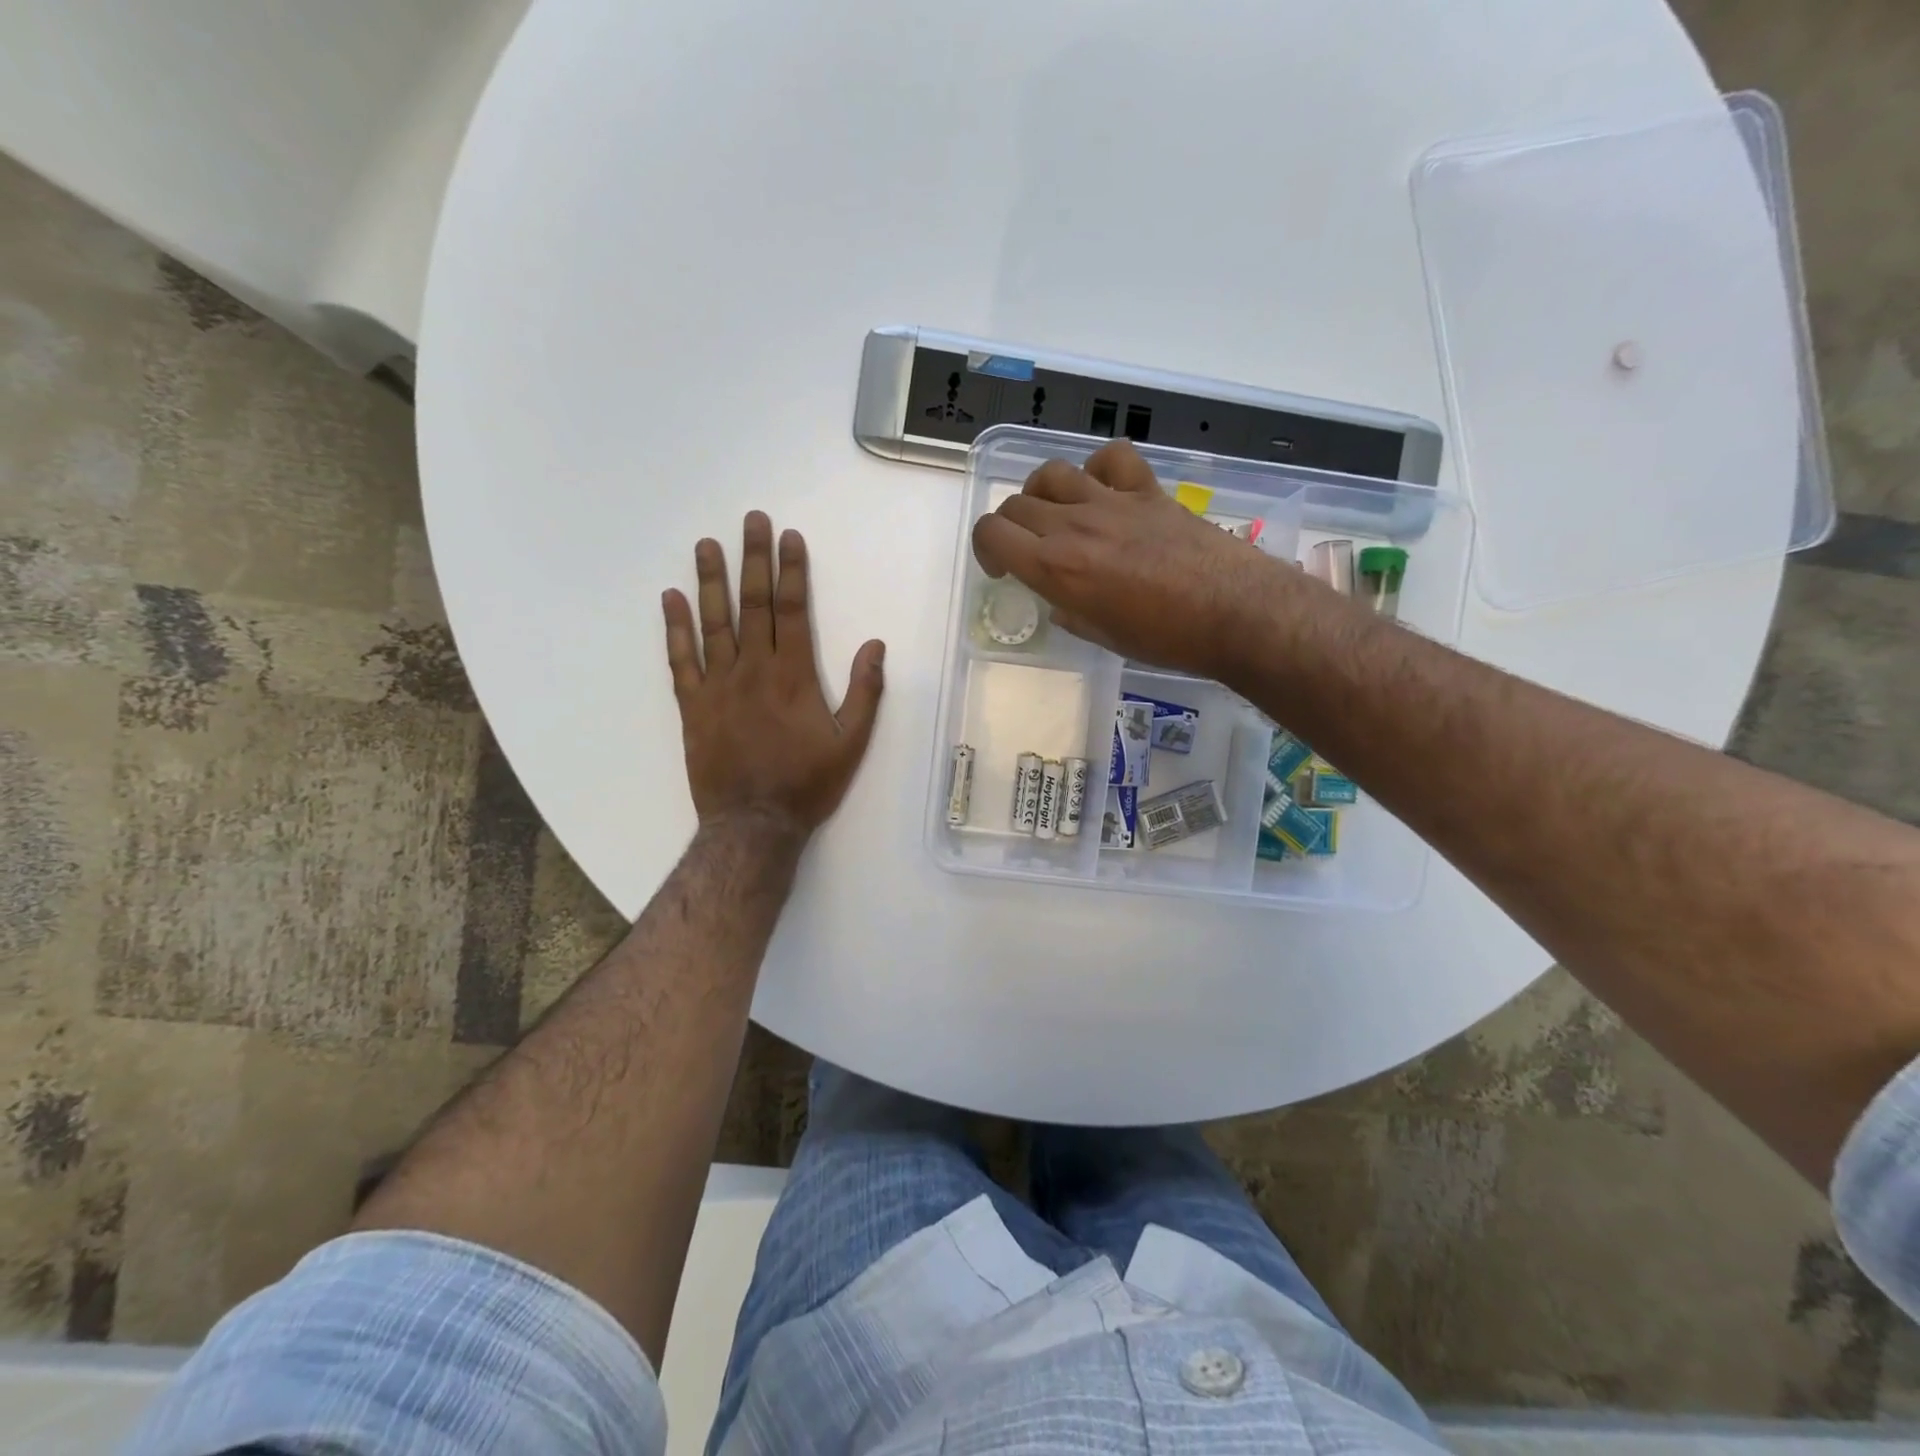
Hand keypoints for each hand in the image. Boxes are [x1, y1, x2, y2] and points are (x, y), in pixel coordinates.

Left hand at [662, 513, 884, 836]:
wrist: (754, 824)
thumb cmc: (808, 784)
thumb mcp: (852, 742)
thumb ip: (865, 691)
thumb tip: (875, 644)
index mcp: (793, 675)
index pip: (791, 610)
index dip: (791, 570)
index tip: (789, 537)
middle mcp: (753, 670)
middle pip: (753, 604)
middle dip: (753, 559)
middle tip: (750, 521)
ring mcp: (718, 686)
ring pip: (713, 623)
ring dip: (710, 581)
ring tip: (706, 545)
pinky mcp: (693, 706)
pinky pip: (681, 660)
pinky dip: (675, 628)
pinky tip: (670, 599)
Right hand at [971, 440, 1299, 678]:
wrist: (1233, 612)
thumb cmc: (1166, 639)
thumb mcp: (1103, 636)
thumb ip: (1071, 612)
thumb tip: (1063, 601)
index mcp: (1056, 568)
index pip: (991, 533)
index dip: (985, 547)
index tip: (1003, 569)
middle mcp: (1074, 526)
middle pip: (1016, 504)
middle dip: (1012, 527)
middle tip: (1030, 551)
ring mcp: (1112, 502)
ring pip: (1052, 474)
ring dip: (1043, 494)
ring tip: (1058, 515)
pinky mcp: (1147, 491)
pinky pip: (1111, 458)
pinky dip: (1099, 468)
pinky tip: (1105, 489)